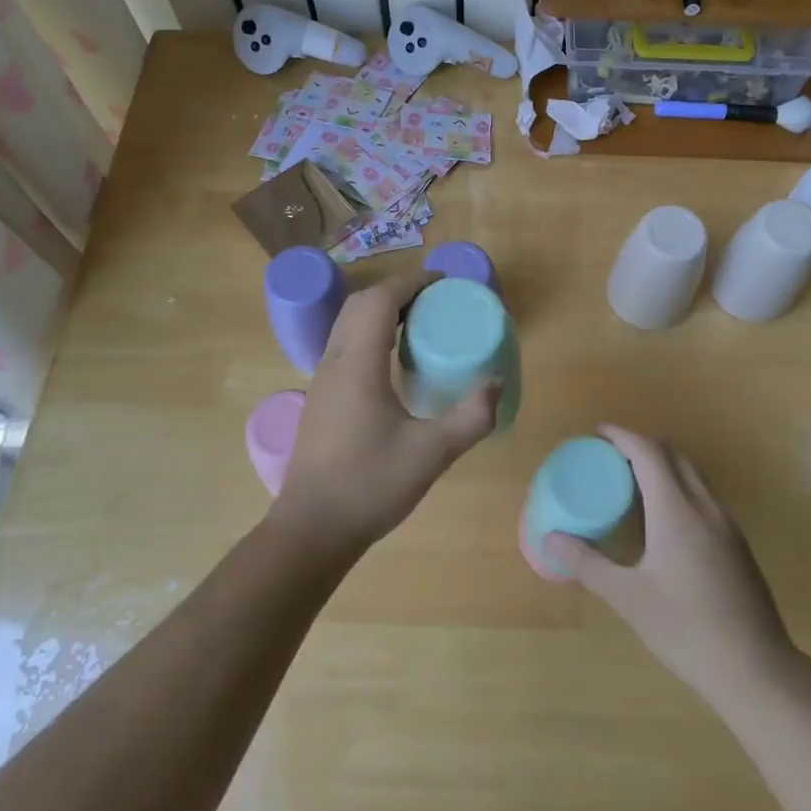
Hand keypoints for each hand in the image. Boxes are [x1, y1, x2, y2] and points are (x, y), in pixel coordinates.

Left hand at [271, 269, 499, 558]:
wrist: (313, 529)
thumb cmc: (370, 485)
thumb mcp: (432, 453)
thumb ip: (471, 417)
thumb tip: (497, 384)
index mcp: (358, 364)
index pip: (379, 300)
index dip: (412, 282)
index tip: (444, 283)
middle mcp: (334, 363)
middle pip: (360, 305)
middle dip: (398, 292)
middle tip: (436, 302)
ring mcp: (322, 382)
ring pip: (348, 325)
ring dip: (382, 313)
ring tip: (421, 326)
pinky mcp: (322, 400)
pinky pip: (346, 347)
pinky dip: (371, 336)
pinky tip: (396, 365)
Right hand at [544, 426, 794, 705]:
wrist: (756, 668)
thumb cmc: (686, 630)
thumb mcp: (628, 598)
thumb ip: (588, 564)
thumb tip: (552, 539)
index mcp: (677, 511)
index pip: (649, 453)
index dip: (622, 436)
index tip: (597, 433)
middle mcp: (705, 507)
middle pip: (674, 454)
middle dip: (641, 445)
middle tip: (610, 458)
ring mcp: (726, 524)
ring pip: (692, 474)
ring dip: (662, 465)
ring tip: (631, 484)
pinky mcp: (736, 543)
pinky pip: (703, 496)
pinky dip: (678, 487)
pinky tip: (661, 521)